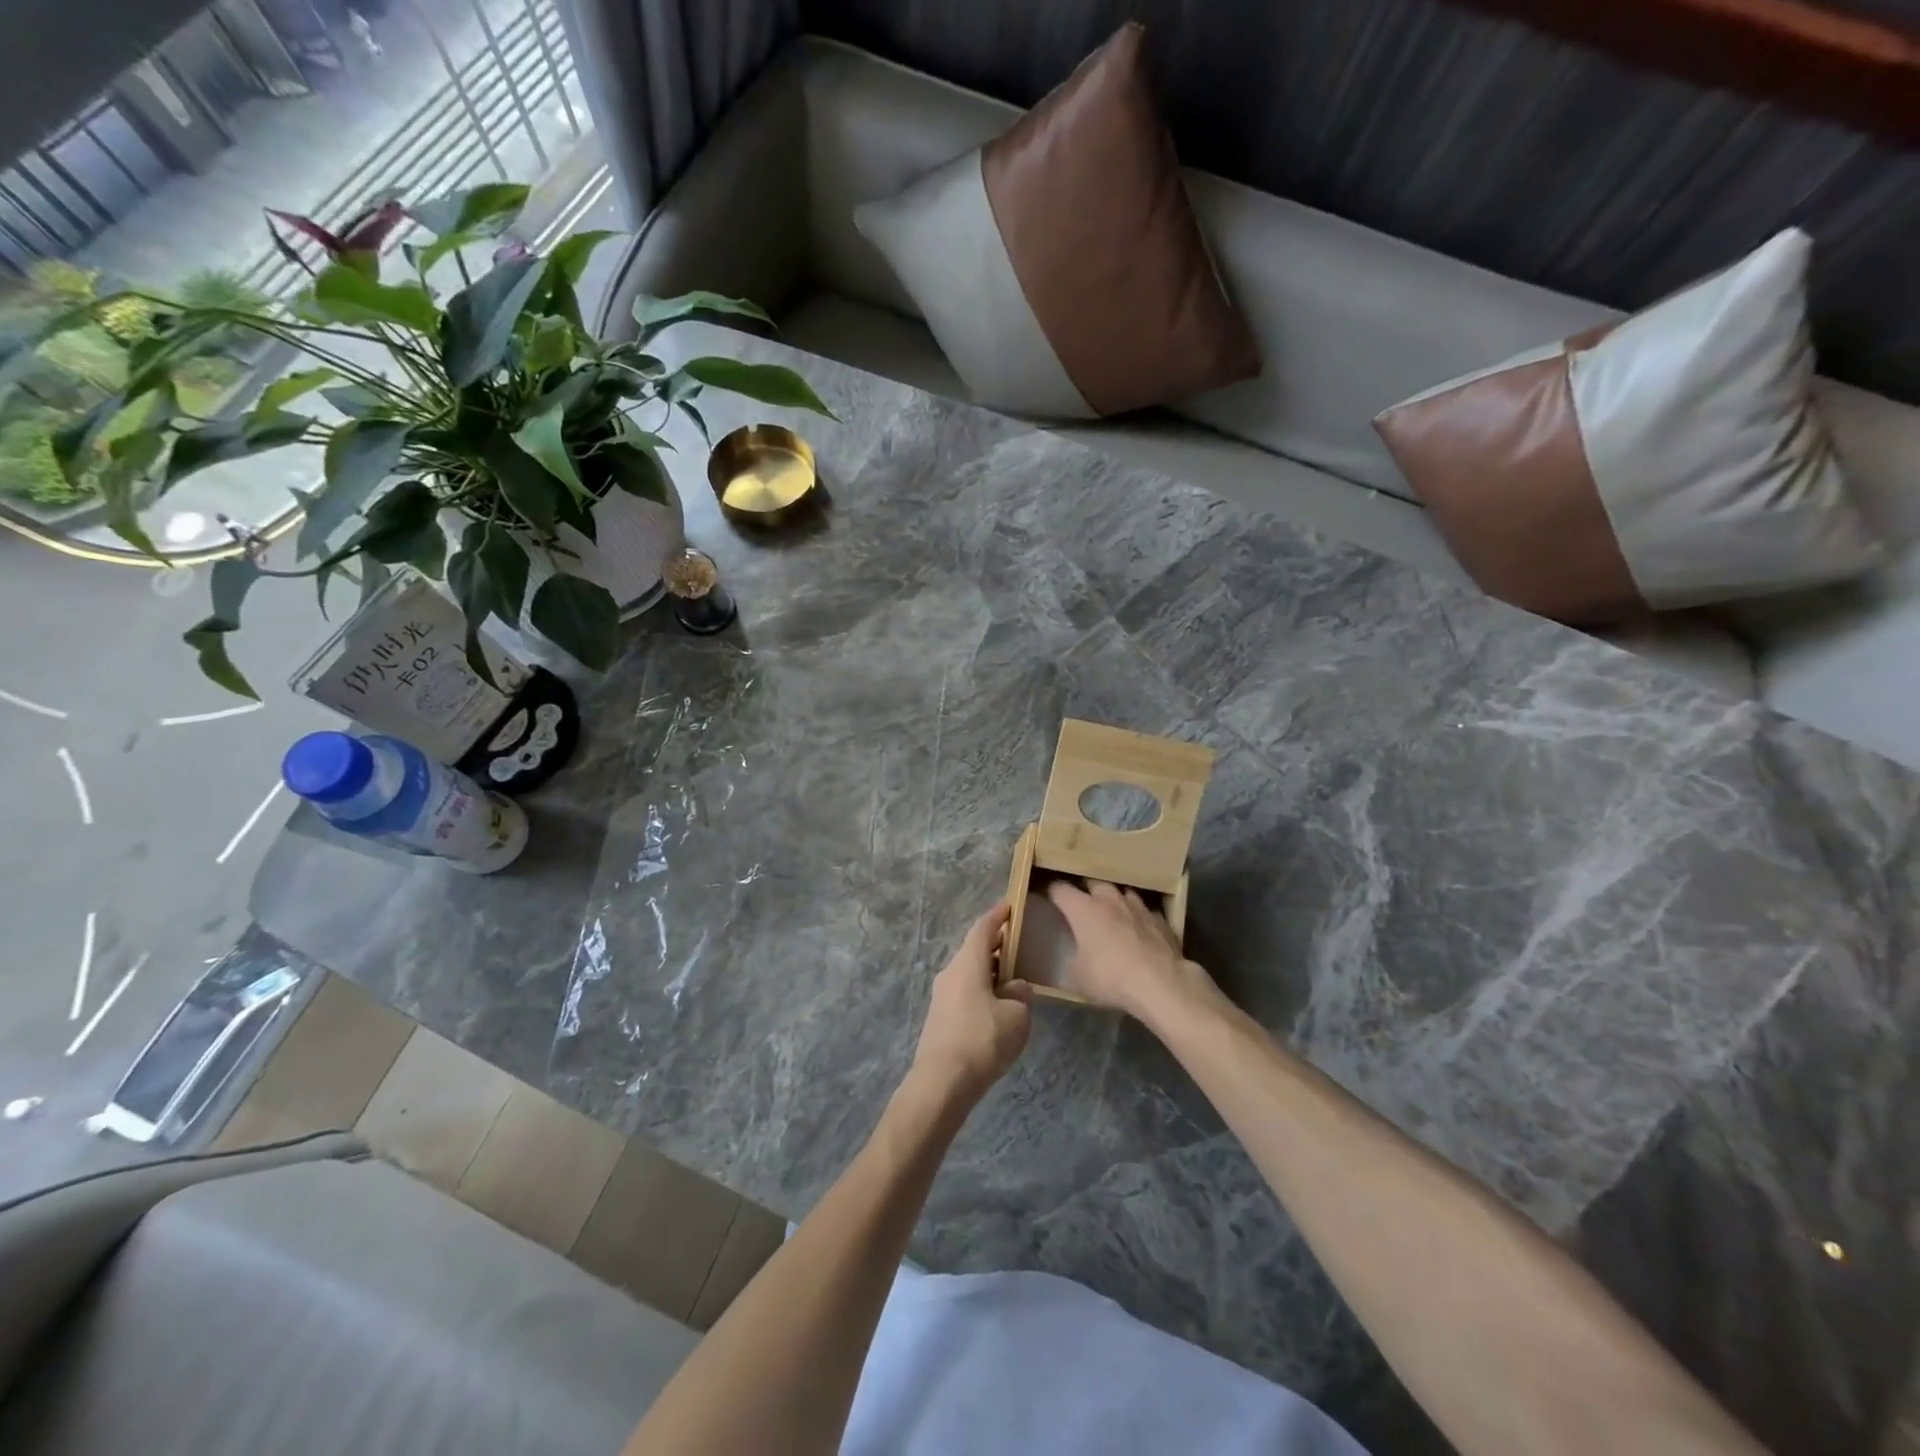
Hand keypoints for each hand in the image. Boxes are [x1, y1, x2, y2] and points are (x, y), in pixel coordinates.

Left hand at [911, 903, 1032, 1104]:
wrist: (941, 1083)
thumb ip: (1020, 995)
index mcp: (967, 963)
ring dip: (989, 970)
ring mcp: (941, 996)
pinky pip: (964, 991)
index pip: (982, 928)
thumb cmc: (982, 1040)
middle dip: (996, 945)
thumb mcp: (1017, 1016)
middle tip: (1018, 944)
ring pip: (968, 972)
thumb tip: (1015, 987)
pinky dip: (981, 989)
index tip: (1010, 906)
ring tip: (1012, 977)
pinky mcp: (940, 1018)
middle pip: (974, 949)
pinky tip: (997, 1006)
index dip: (997, 915)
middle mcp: (950, 972)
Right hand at [1047, 880, 1215, 1022]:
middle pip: (1093, 883)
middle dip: (1086, 891)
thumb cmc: (1111, 977)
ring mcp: (1137, 906)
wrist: (1161, 983)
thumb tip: (1074, 957)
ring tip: (1113, 913)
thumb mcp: (1078, 978)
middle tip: (1082, 905)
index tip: (1046, 895)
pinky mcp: (1160, 919)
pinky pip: (1144, 911)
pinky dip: (1138, 917)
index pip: (1060, 889)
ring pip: (1122, 892)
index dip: (1051, 891)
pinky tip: (1139, 929)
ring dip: (1115, 901)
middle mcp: (1109, 899)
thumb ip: (1072, 961)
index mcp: (1083, 909)